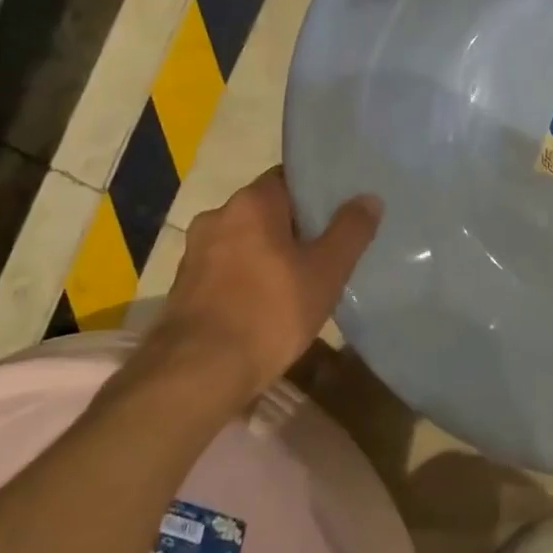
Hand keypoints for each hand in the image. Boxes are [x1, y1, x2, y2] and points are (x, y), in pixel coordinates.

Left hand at [135, 166, 381, 399]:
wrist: (197, 374)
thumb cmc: (270, 312)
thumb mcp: (326, 271)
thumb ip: (350, 231)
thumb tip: (369, 198)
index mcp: (251, 202)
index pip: (288, 179)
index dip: (316, 194)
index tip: (338, 213)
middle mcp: (217, 216)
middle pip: (266, 211)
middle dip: (294, 228)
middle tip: (326, 250)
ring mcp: (194, 253)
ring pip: (245, 242)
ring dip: (269, 255)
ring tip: (299, 280)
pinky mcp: (184, 287)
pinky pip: (227, 270)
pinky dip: (247, 279)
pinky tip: (267, 305)